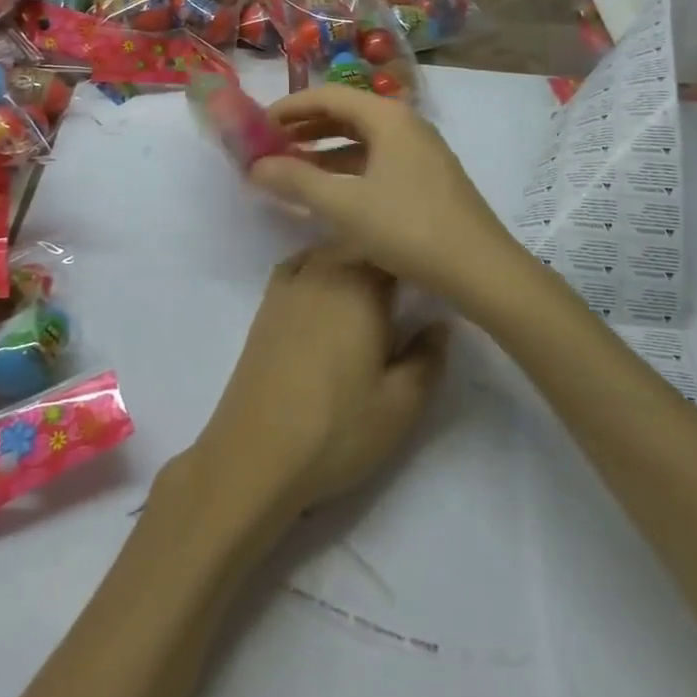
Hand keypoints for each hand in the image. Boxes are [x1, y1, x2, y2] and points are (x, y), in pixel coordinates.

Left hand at [189, 244, 446, 521]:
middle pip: (361, 243)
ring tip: (373, 287)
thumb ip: (428, 358)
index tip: (435, 274)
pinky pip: (300, 264)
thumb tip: (439, 323)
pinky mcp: (267, 302)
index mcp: (361, 286)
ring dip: (353, 258)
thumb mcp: (401, 405)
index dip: (417, 257)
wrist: (256, 453)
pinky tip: (327, 289)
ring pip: (330, 251)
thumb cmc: (337, 429)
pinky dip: (319, 266)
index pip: (395, 250)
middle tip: (410, 284)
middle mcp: (324, 270)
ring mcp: (291, 283)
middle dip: (387, 255)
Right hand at [248, 85, 534, 304]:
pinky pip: (376, 159)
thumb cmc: (409, 228)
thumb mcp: (345, 206)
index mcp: (387, 116)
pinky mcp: (426, 177)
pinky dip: (347, 168)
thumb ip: (296, 181)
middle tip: (269, 146)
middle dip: (305, 127)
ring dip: (324, 150)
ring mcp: (420, 150)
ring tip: (291, 168)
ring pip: (361, 139)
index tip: (257, 125)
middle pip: (346, 113)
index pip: (328, 95)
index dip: (289, 107)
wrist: (481, 270)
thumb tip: (255, 166)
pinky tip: (329, 191)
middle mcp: (405, 123)